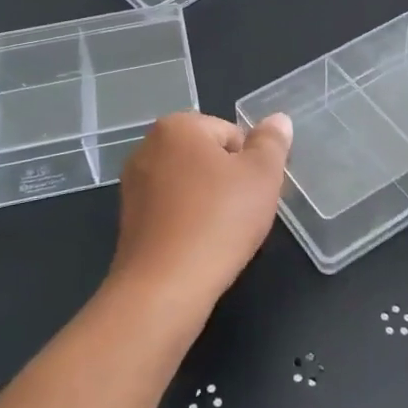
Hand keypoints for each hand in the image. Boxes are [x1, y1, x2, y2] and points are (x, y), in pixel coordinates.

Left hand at [111, 112, 292, 318]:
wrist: (164, 287)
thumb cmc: (218, 221)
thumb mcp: (262, 175)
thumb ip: (272, 142)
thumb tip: (278, 119)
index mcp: (177, 126)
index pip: (231, 133)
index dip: (251, 164)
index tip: (255, 193)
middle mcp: (147, 147)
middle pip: (208, 157)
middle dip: (229, 181)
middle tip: (243, 214)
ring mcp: (133, 185)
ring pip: (190, 185)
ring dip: (210, 203)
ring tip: (223, 234)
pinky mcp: (129, 220)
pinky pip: (172, 211)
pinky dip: (188, 223)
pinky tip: (200, 247)